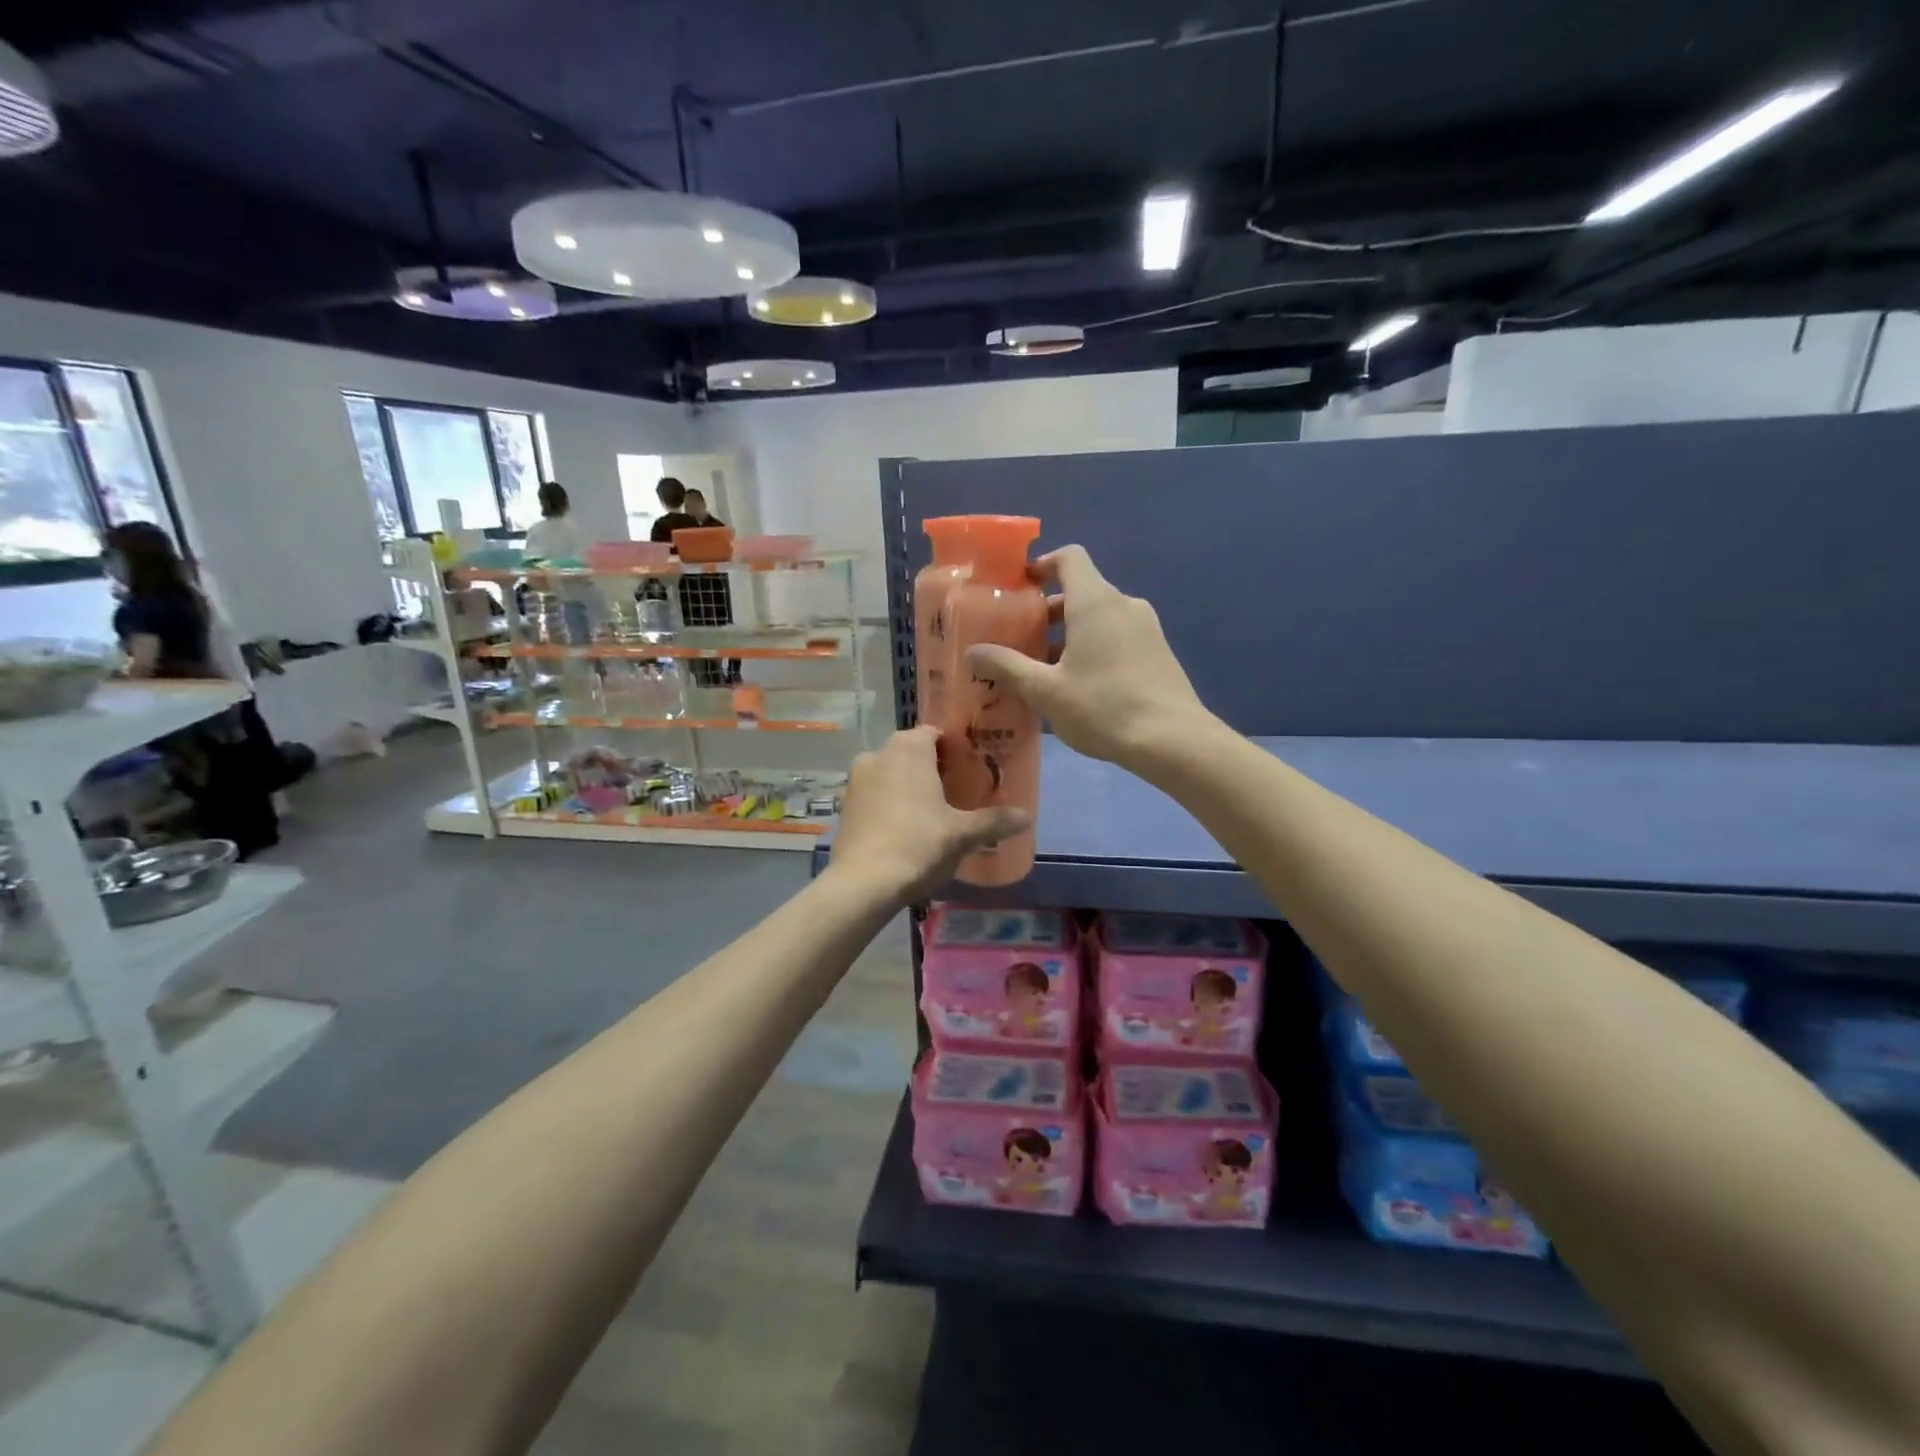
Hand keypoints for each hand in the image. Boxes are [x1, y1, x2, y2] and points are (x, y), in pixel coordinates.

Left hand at [829, 726, 1028, 902]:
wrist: (863, 883)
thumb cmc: (918, 845)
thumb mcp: (962, 834)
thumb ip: (994, 821)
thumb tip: (1026, 816)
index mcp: (909, 749)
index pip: (934, 733)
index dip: (952, 747)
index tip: (969, 766)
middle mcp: (878, 754)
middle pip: (910, 751)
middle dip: (930, 766)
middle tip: (955, 790)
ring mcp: (856, 779)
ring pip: (889, 772)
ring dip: (906, 784)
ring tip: (930, 811)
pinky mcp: (845, 805)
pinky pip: (874, 794)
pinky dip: (888, 803)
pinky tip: (903, 828)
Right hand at [967, 545, 1207, 768]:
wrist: (1173, 739)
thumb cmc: (1103, 707)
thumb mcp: (1045, 690)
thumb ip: (1007, 666)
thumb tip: (973, 652)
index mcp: (1095, 602)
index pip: (1070, 558)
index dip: (1042, 565)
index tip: (1019, 588)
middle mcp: (1124, 605)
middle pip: (1081, 591)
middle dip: (1047, 612)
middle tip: (1020, 640)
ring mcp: (1146, 628)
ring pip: (1099, 618)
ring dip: (1069, 635)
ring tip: (1043, 670)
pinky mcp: (1157, 652)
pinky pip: (1117, 637)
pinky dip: (1093, 648)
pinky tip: (1078, 687)